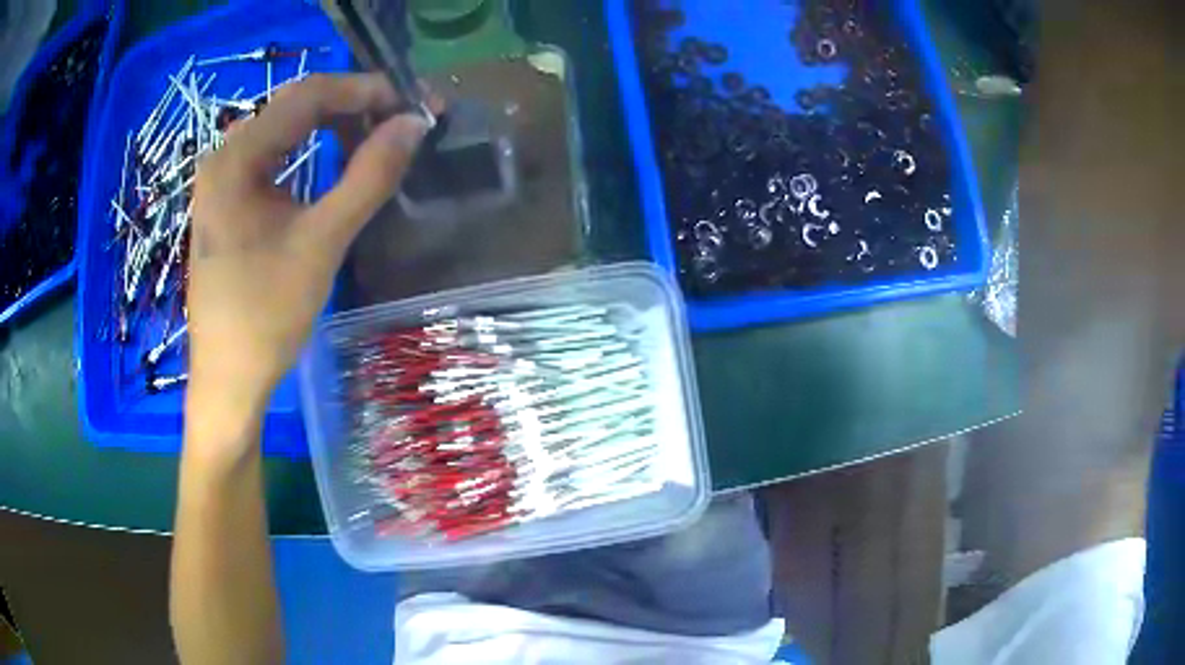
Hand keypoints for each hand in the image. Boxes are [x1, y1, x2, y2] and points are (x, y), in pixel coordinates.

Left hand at [187, 73, 430, 431]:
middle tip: (399, 123)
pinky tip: (334, 165)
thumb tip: (415, 123)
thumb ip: (369, 176)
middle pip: (294, 107)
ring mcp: (222, 178)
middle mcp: (224, 156)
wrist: (228, 379)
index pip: (307, 95)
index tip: (410, 104)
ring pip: (285, 130)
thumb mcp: (322, 242)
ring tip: (375, 142)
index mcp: (236, 158)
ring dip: (332, 127)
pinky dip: (309, 153)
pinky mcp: (227, 200)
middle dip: (351, 106)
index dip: (363, 89)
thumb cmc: (267, 316)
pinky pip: (274, 156)